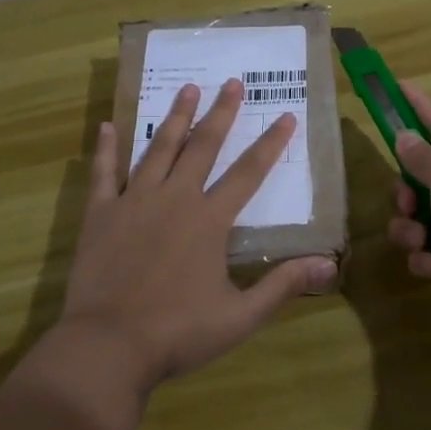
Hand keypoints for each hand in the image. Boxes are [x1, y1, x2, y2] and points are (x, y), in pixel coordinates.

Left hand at [61, 79, 337, 388]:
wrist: (108, 346)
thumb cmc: (178, 333)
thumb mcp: (240, 316)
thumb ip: (284, 286)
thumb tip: (329, 263)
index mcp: (209, 220)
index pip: (249, 173)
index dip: (271, 143)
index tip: (286, 116)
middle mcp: (175, 199)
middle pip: (203, 147)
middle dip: (221, 113)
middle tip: (232, 82)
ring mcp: (134, 202)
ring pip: (159, 149)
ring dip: (175, 118)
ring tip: (187, 88)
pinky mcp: (101, 214)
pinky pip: (104, 173)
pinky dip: (106, 148)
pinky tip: (107, 124)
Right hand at [386, 83, 430, 339]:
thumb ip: (423, 157)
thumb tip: (406, 137)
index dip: (418, 105)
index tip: (398, 85)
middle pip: (426, 176)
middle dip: (407, 191)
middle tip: (406, 201)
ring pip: (422, 215)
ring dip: (412, 229)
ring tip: (419, 241)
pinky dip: (428, 257)